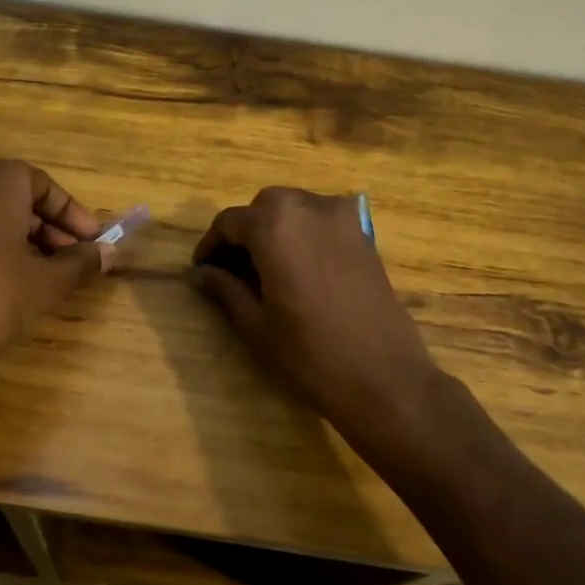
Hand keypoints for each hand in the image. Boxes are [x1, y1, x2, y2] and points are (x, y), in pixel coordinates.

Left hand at [0, 159, 111, 393]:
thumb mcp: (46, 283)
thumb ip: (81, 262)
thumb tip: (110, 253)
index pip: (46, 186)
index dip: (74, 216)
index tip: (92, 243)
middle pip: (17, 197)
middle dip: (49, 228)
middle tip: (71, 262)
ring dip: (22, 238)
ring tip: (43, 275)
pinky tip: (6, 281)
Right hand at [190, 188, 442, 443]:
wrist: (384, 378)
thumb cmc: (310, 354)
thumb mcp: (256, 325)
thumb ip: (225, 289)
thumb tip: (200, 273)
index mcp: (276, 225)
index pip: (229, 222)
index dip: (210, 245)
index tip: (202, 270)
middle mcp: (309, 208)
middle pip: (265, 207)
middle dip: (244, 232)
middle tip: (232, 270)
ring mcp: (343, 219)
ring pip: (295, 209)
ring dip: (275, 229)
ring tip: (265, 270)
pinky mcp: (365, 235)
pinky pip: (323, 221)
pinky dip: (304, 234)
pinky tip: (299, 269)